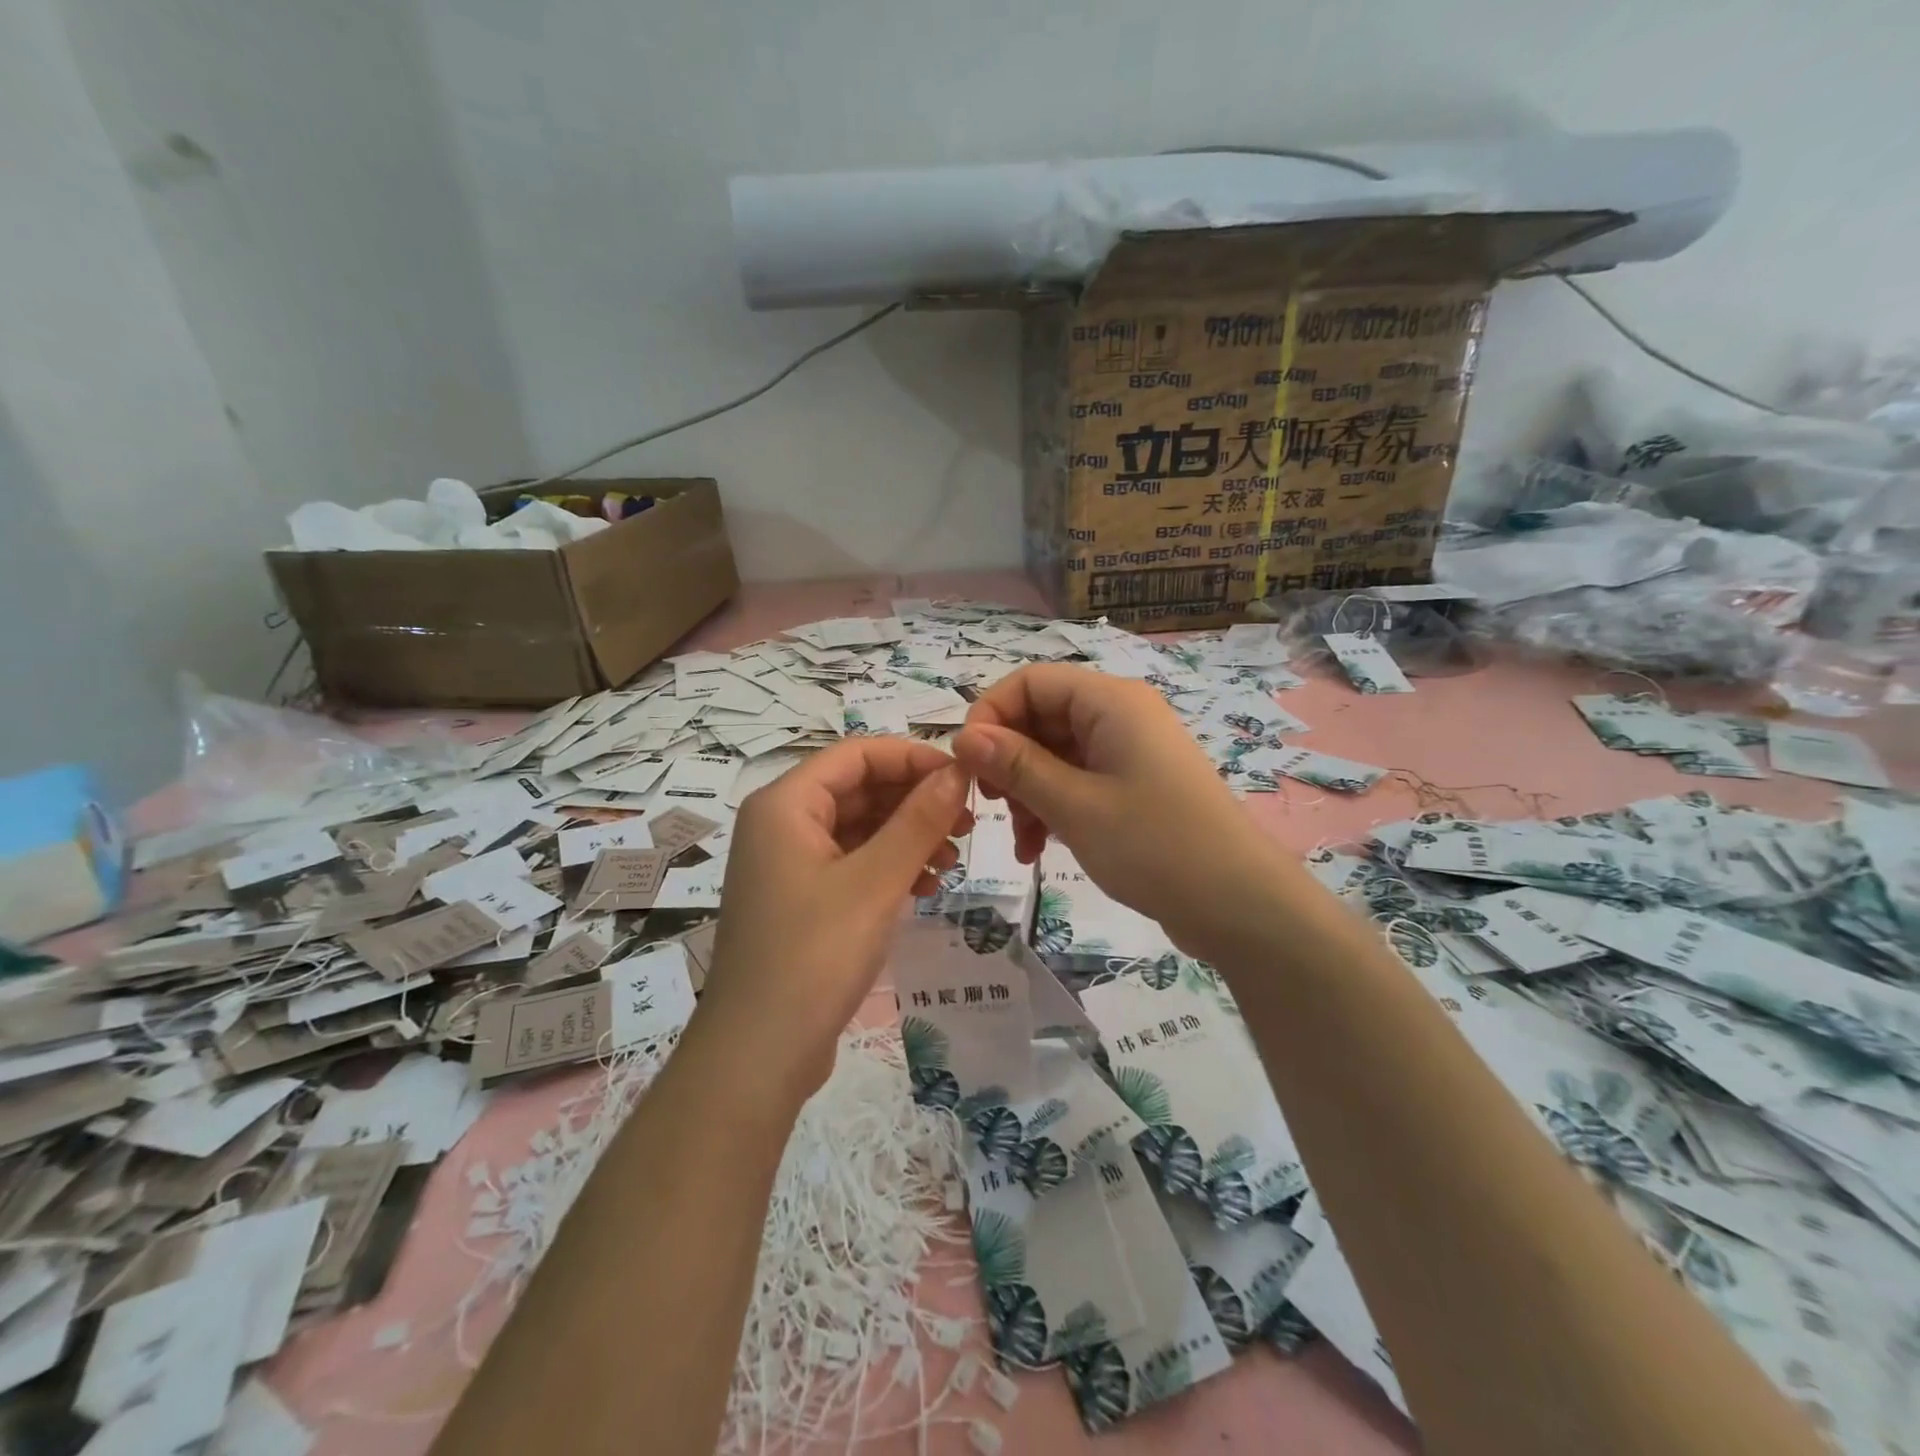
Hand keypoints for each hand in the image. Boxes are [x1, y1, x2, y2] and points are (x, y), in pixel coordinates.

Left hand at [698, 737, 971, 1103]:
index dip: (912, 758)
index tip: (963, 778)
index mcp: (785, 804)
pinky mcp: (801, 900)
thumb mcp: (875, 881)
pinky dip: (889, 867)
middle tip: (968, 824)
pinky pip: (851, 863)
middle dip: (914, 801)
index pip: (856, 754)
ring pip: (858, 828)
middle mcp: (781, 824)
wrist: (759, 1054)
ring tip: (952, 860)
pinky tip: (926, 886)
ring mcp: (788, 865)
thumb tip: (957, 771)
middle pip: (858, 789)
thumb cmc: (815, 955)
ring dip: (907, 836)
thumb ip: (919, 820)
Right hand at [952, 664, 1275, 947]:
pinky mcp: (1134, 786)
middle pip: (1041, 718)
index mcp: (1109, 702)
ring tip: (1020, 843)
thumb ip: (1015, 766)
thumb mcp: (1074, 805)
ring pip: (1055, 755)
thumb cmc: (1154, 845)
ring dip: (1027, 793)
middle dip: (1008, 762)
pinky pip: (1078, 781)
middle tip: (989, 806)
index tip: (967, 764)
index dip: (991, 714)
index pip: (1031, 681)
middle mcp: (1119, 716)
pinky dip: (1053, 808)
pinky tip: (1038, 850)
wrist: (1239, 905)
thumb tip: (963, 736)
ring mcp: (1128, 752)